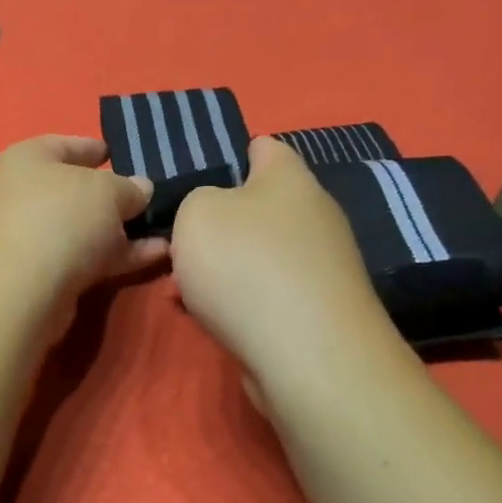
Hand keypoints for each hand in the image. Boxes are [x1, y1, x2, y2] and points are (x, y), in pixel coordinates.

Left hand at [0, 136, 167, 313]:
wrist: (21, 291)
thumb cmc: (61, 217)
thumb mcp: (106, 190)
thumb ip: (128, 188)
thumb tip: (141, 189)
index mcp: (27, 160)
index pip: (62, 145)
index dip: (91, 147)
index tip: (116, 153)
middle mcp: (22, 195)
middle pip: (73, 190)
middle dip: (111, 196)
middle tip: (146, 197)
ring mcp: (30, 238)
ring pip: (82, 228)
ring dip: (120, 230)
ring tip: (163, 229)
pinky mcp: (43, 275)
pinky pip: (86, 258)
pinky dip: (118, 255)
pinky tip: (159, 254)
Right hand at [170, 137, 399, 399]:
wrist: (307, 355)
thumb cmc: (245, 265)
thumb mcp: (195, 213)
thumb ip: (197, 200)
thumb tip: (215, 214)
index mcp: (289, 177)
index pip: (263, 146)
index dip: (230, 155)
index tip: (197, 179)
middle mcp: (314, 214)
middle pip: (258, 206)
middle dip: (217, 224)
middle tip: (180, 243)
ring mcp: (321, 265)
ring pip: (258, 253)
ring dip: (222, 268)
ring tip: (181, 288)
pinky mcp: (319, 310)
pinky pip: (268, 292)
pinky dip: (240, 301)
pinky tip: (210, 318)